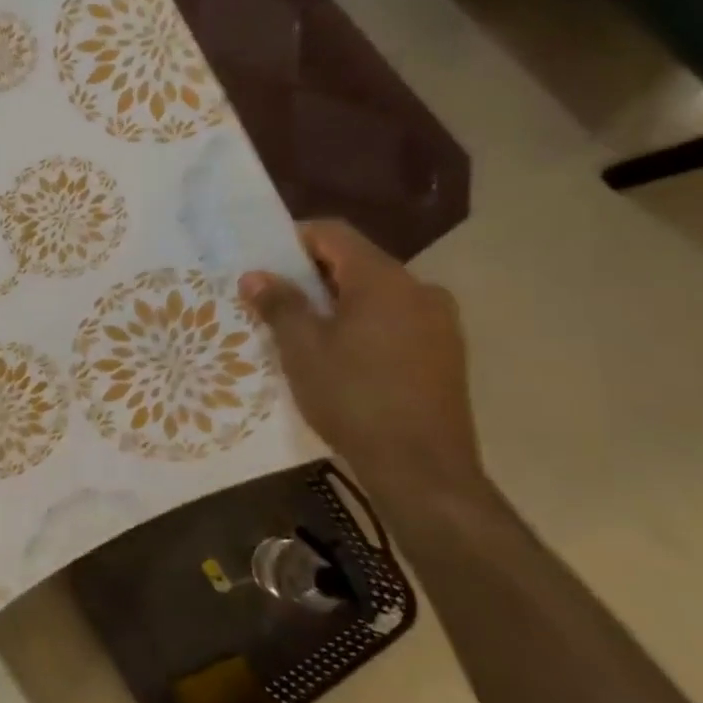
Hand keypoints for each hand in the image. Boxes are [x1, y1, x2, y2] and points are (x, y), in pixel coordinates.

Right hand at [240, 221, 482, 491]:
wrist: (423, 469)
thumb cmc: (354, 398)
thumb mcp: (302, 349)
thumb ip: (279, 304)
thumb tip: (256, 275)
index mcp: (384, 279)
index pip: (335, 234)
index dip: (295, 238)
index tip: (264, 260)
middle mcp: (419, 289)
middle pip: (357, 262)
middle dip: (313, 275)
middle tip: (275, 298)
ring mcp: (439, 322)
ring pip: (378, 294)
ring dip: (339, 301)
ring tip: (305, 330)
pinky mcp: (446, 353)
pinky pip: (396, 320)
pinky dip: (365, 324)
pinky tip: (342, 356)